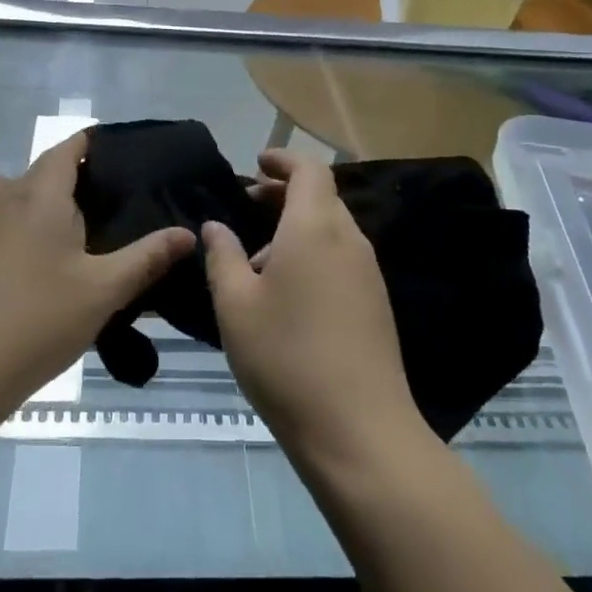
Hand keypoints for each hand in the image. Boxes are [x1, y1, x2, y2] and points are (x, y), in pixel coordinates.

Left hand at [0, 134, 194, 419]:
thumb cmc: (37, 322)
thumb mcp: (104, 292)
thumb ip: (147, 258)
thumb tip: (188, 233)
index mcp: (40, 196)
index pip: (66, 150)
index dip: (89, 145)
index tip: (113, 155)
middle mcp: (0, 198)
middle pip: (34, 171)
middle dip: (63, 179)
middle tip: (93, 210)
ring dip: (19, 197)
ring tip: (44, 230)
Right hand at [202, 151, 424, 469]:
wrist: (358, 430)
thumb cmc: (286, 357)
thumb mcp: (235, 305)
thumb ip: (223, 257)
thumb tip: (215, 226)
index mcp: (315, 228)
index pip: (309, 170)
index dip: (283, 160)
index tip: (256, 164)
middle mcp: (349, 241)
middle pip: (322, 196)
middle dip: (285, 193)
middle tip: (249, 205)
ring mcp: (368, 273)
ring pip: (332, 228)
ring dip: (298, 226)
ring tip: (258, 258)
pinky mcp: (376, 303)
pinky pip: (342, 257)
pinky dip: (314, 252)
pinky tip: (288, 292)